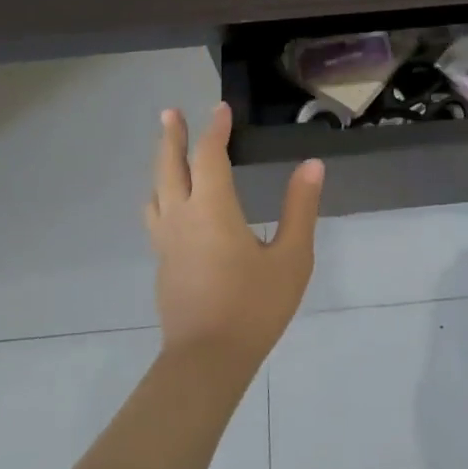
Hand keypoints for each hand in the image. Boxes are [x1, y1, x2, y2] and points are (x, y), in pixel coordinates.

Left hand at [144, 103, 323, 368]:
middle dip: (172, 137)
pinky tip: (173, 207)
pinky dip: (162, 195)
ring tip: (168, 156)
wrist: (207, 360)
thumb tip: (312, 166)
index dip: (215, 130)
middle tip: (170, 112)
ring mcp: (166, 242)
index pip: (209, 156)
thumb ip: (300, 208)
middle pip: (169, 167)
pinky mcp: (163, 264)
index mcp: (212, 210)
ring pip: (156, 192)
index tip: (221, 109)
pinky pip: (156, 216)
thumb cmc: (254, 306)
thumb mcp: (291, 258)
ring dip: (161, 166)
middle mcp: (182, 218)